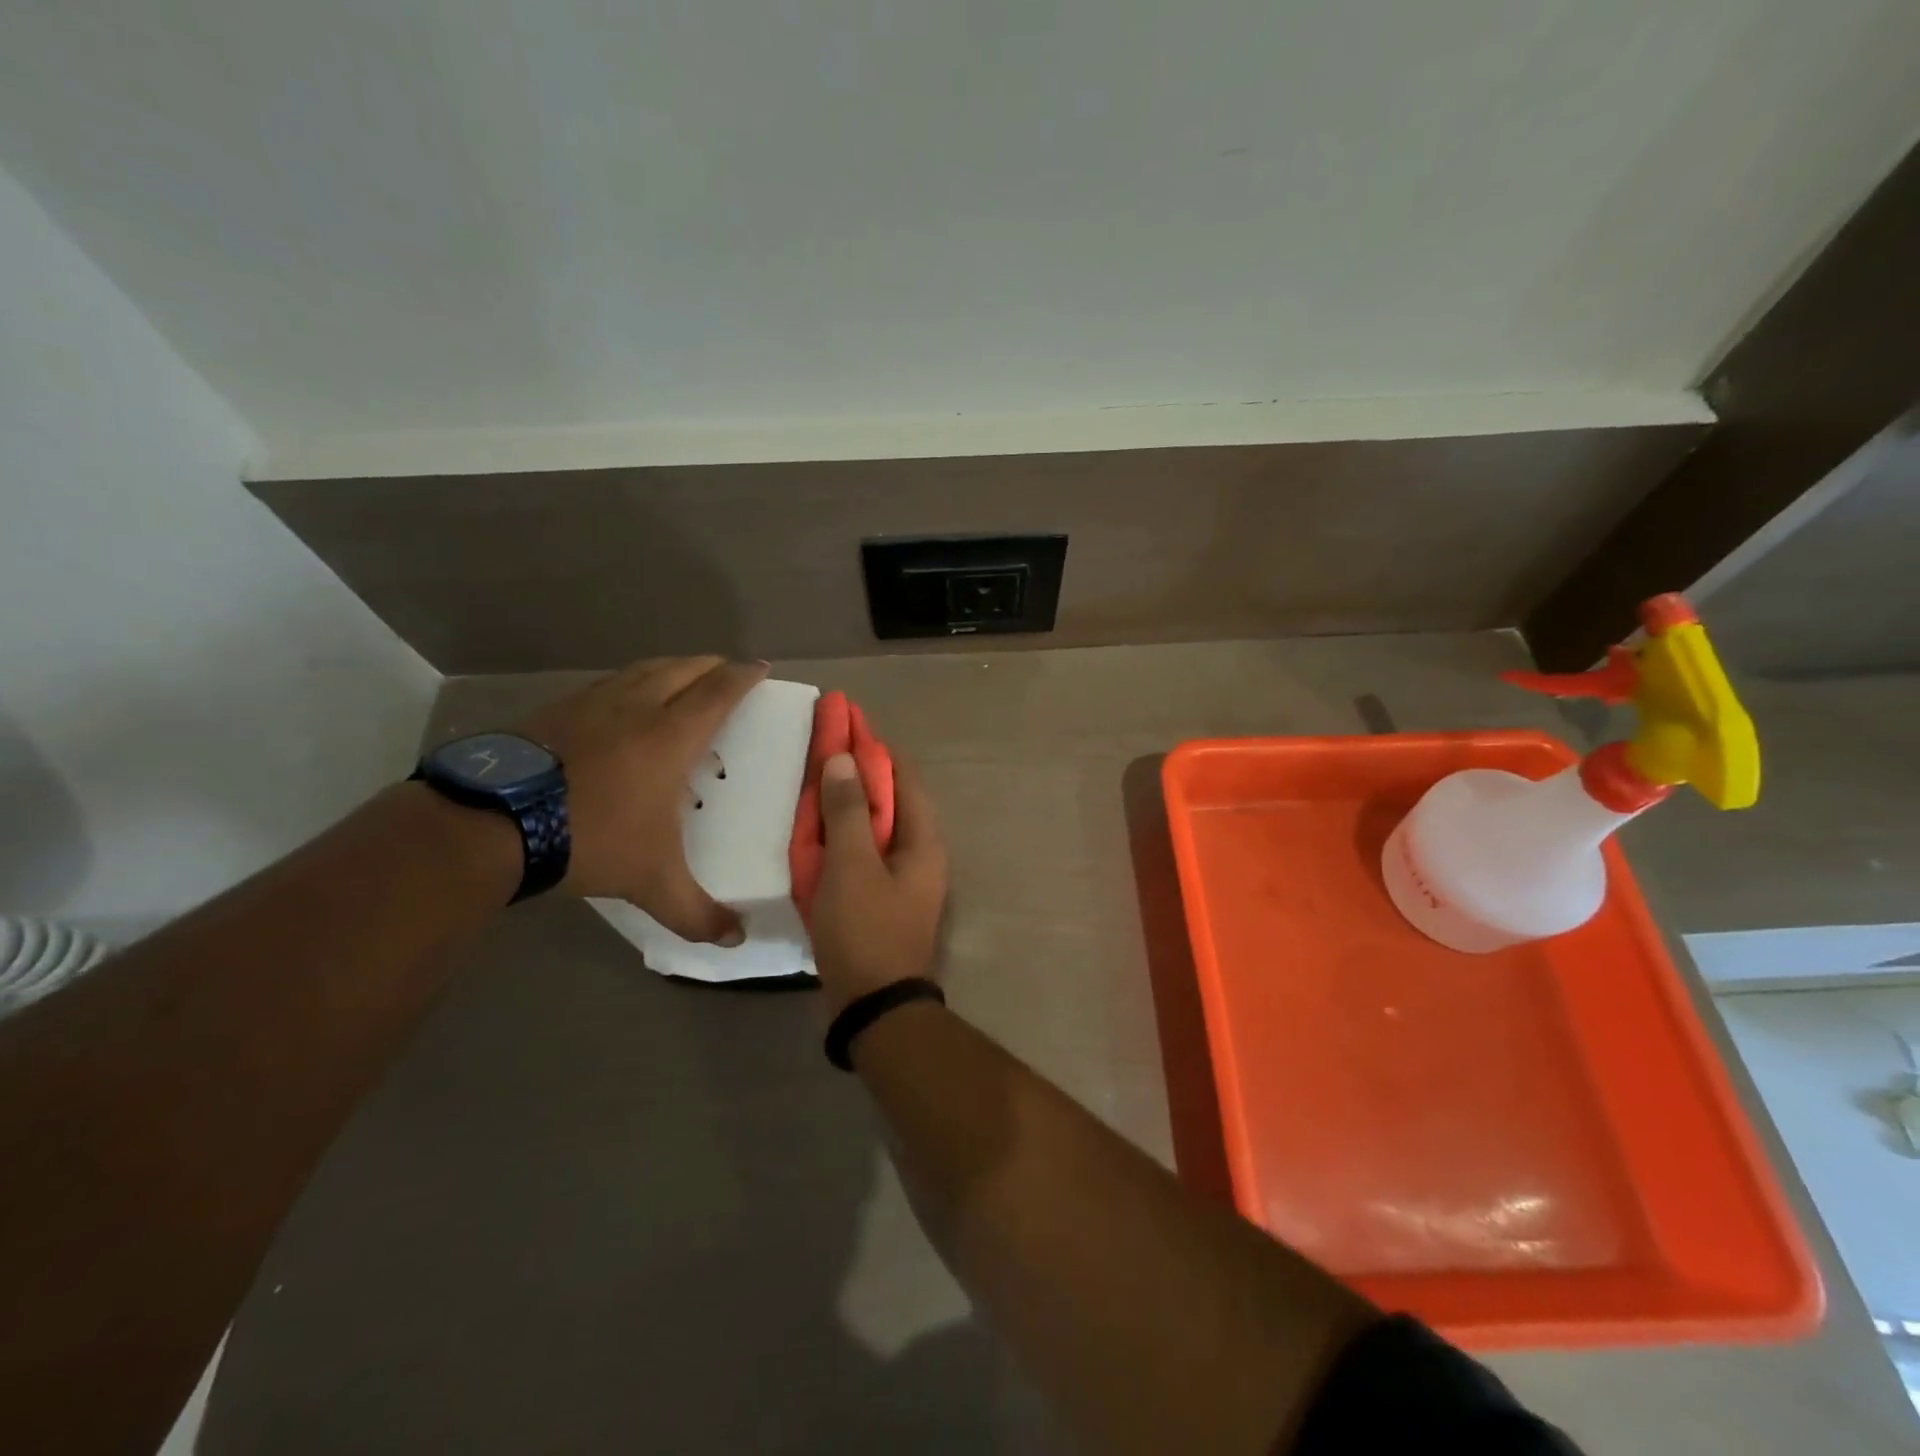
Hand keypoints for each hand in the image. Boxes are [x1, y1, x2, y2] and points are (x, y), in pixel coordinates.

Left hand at [519, 657, 768, 941]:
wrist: (493, 824)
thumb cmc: (591, 840)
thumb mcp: (651, 882)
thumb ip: (697, 912)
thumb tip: (737, 939)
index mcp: (671, 737)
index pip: (719, 692)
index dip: (744, 676)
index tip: (761, 667)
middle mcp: (637, 708)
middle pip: (684, 669)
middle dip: (712, 666)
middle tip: (728, 672)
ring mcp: (593, 703)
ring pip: (644, 670)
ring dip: (672, 669)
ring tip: (683, 679)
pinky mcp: (557, 709)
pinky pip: (608, 683)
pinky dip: (631, 683)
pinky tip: (623, 703)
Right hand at [812, 751, 947, 1010]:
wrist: (874, 1006)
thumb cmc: (865, 930)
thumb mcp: (851, 865)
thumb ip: (847, 810)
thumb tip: (844, 758)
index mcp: (922, 838)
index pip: (902, 775)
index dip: (873, 746)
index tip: (844, 721)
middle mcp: (919, 851)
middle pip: (889, 797)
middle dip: (857, 770)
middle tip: (822, 747)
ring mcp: (902, 877)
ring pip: (874, 825)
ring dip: (847, 801)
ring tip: (816, 780)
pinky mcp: (883, 897)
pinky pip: (863, 852)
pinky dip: (843, 834)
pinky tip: (818, 829)